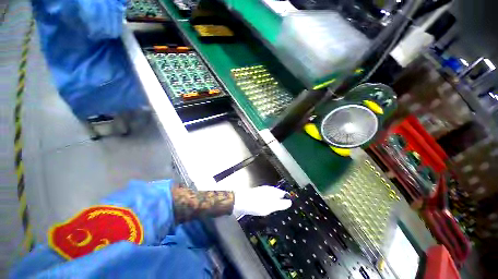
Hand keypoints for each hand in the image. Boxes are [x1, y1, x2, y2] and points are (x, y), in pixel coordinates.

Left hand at [233, 186, 291, 216]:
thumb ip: (280, 204)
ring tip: (280, 212)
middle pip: (278, 195)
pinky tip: (269, 210)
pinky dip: (269, 205)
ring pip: (272, 198)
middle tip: (287, 211)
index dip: (288, 199)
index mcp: (272, 190)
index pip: (284, 193)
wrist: (239, 202)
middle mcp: (268, 190)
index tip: (293, 207)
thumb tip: (290, 202)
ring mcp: (262, 193)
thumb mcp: (270, 206)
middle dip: (282, 202)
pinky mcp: (257, 197)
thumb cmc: (255, 204)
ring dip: (276, 204)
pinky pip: (267, 200)